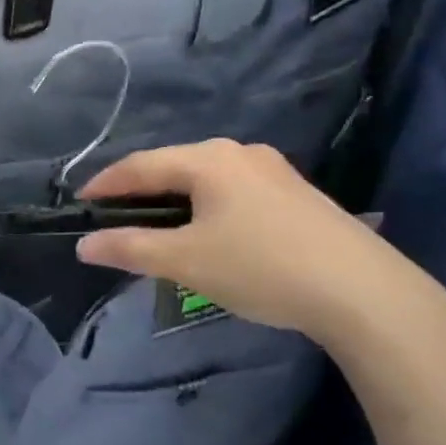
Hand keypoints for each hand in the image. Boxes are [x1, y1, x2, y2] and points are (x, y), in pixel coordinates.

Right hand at [75, 139, 445, 345]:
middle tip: (116, 218)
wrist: (363, 292)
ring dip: (176, 200)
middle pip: (175, 166)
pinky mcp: (297, 193)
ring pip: (207, 179)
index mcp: (208, 159)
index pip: (141, 165)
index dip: (106, 184)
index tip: (81, 203)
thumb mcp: (186, 261)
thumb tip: (84, 245)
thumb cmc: (261, 268)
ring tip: (160, 228)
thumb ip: (130, 249)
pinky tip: (212, 234)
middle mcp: (240, 152)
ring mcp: (274, 170)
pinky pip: (235, 191)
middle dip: (141, 191)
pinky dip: (209, 207)